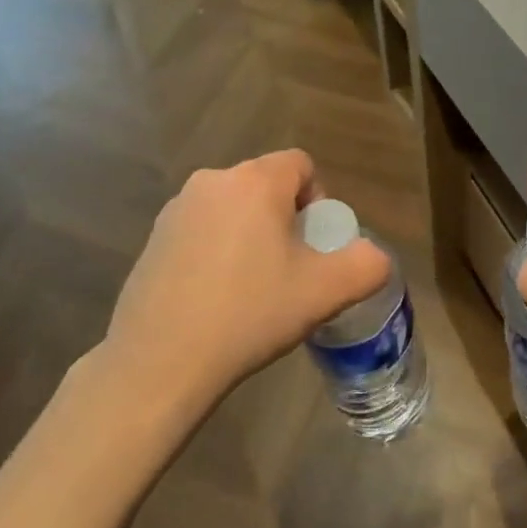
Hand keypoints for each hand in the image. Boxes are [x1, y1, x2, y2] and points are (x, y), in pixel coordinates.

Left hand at [96, 151, 390, 409]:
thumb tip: (373, 256)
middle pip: (266, 185)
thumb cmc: (250, 314)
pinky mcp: (153, 238)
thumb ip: (367, 264)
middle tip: (289, 269)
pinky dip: (217, 250)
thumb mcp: (326, 292)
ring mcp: (176, 209)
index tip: (314, 245)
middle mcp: (213, 181)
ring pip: (233, 208)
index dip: (318, 199)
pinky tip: (214, 297)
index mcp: (255, 182)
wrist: (160, 363)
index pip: (301, 164)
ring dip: (250, 234)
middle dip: (285, 218)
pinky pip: (202, 229)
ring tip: (251, 287)